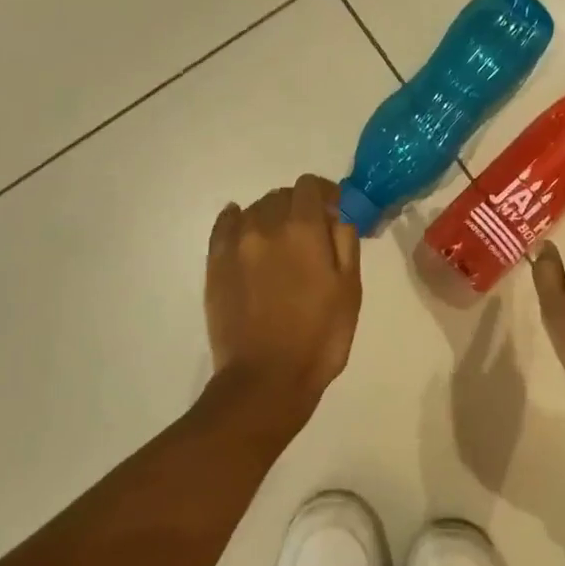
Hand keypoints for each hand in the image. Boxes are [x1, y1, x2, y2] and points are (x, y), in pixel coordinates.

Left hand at [206, 175, 362, 403]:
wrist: (266, 379)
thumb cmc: (320, 337)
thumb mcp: (350, 289)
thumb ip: (345, 241)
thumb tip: (338, 213)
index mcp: (302, 229)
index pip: (310, 186)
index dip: (325, 194)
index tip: (334, 212)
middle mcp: (265, 226)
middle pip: (281, 196)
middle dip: (300, 207)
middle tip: (312, 235)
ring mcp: (235, 245)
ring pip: (254, 210)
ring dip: (272, 217)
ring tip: (282, 244)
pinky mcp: (214, 265)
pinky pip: (225, 226)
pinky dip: (238, 221)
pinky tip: (247, 234)